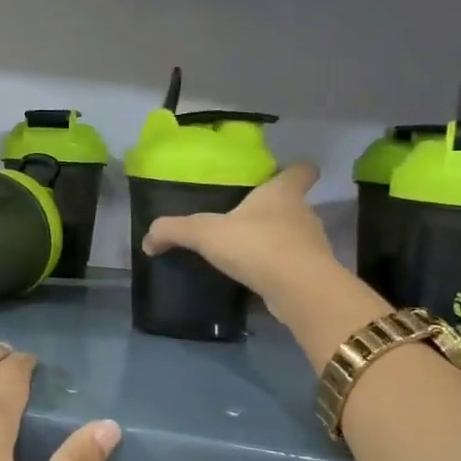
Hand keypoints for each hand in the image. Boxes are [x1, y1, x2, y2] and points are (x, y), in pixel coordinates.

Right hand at [141, 162, 336, 300]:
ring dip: (274, 245)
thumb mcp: (205, 233)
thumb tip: (148, 239)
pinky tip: (253, 283)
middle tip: (245, 220)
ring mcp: (312, 247)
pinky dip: (275, 274)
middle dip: (273, 213)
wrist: (299, 290)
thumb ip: (174, 231)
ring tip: (245, 255)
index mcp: (282, 194)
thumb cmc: (256, 245)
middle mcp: (303, 215)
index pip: (301, 171)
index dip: (295, 169)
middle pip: (294, 206)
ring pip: (294, 239)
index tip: (284, 173)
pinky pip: (291, 269)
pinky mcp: (312, 277)